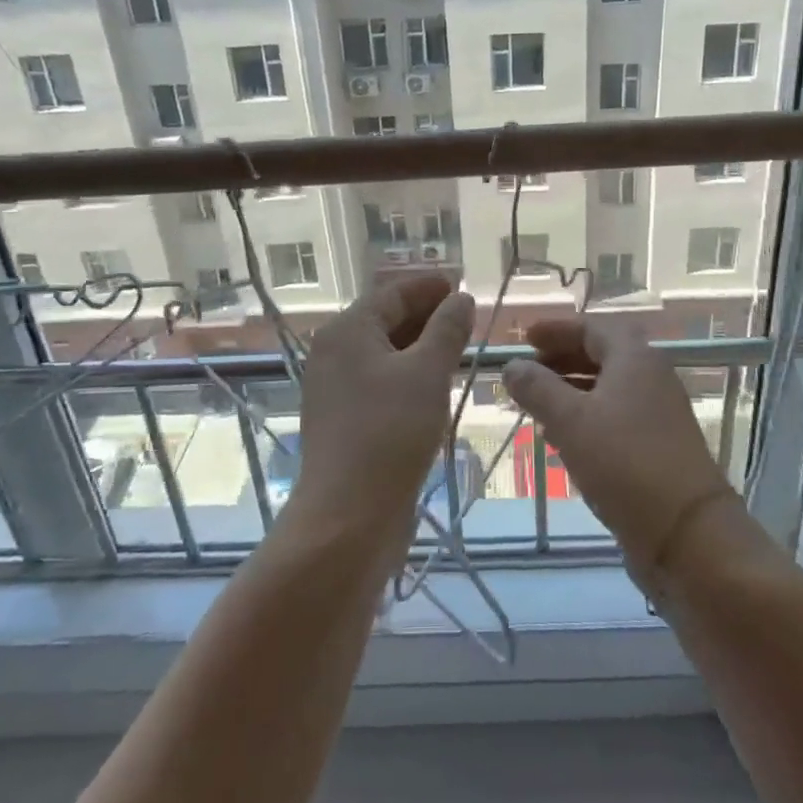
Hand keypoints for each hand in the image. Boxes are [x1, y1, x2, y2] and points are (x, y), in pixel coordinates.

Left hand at [293, 275, 474, 528]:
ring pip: (385, 353)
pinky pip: (381, 381)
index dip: (429, 287)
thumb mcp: (428, 373)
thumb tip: (461, 299)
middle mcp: (335, 352)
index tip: (462, 286)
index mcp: (347, 330)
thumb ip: (447, 330)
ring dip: (421, 346)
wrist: (348, 517)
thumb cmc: (390, 432)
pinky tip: (436, 385)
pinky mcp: (345, 419)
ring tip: (459, 348)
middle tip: (467, 318)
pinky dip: (409, 374)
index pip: (392, 293)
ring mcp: (336, 388)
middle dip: (427, 315)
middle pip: (385, 320)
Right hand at [503, 316, 741, 569]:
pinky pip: (615, 416)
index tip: (525, 337)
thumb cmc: (624, 462)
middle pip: (601, 355)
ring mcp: (658, 413)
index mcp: (635, 358)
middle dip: (560, 359)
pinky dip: (585, 417)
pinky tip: (561, 438)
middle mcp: (651, 377)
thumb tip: (512, 365)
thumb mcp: (570, 420)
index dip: (556, 329)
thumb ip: (537, 388)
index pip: (592, 327)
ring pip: (607, 388)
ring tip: (534, 405)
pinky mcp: (658, 446)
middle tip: (525, 372)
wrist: (686, 532)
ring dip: (570, 390)